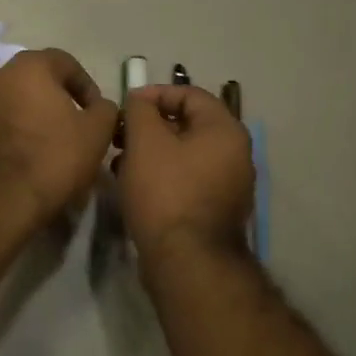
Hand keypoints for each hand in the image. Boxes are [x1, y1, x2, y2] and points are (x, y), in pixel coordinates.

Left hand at [0, 48, 119, 230]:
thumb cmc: (52, 157)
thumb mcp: (96, 132)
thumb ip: (105, 110)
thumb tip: (99, 107)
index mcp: (28, 67)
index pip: (66, 63)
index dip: (86, 87)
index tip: (97, 114)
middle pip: (35, 82)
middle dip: (56, 102)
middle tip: (73, 130)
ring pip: (12, 105)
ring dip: (31, 119)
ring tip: (48, 149)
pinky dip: (10, 137)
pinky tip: (23, 163)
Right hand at [116, 85, 254, 260]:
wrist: (186, 261)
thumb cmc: (166, 192)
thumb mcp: (145, 141)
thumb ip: (140, 110)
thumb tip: (140, 101)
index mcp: (225, 130)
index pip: (190, 94)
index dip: (155, 94)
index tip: (126, 105)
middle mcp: (236, 154)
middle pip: (188, 124)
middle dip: (150, 126)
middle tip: (120, 135)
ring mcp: (229, 185)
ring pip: (185, 154)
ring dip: (152, 152)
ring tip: (121, 162)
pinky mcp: (216, 210)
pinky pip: (188, 179)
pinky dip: (163, 175)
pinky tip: (135, 186)